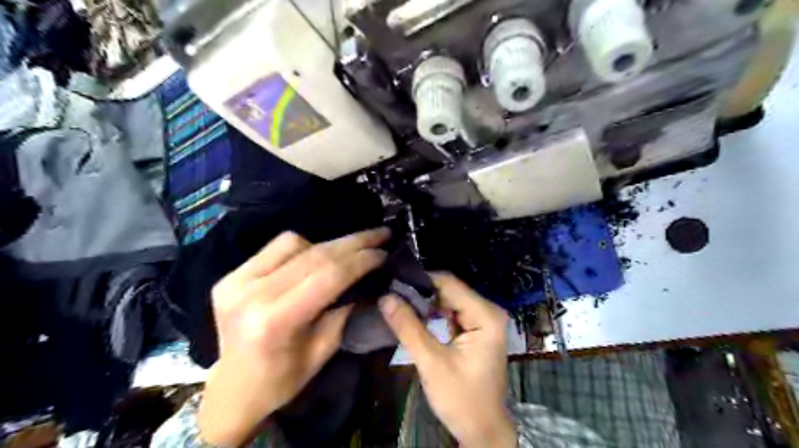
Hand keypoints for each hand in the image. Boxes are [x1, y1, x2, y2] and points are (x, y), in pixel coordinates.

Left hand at [198, 229, 388, 445]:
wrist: (233, 388)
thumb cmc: (282, 379)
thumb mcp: (324, 349)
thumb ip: (344, 309)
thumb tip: (367, 278)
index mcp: (276, 321)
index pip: (329, 276)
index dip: (361, 260)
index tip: (384, 252)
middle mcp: (252, 293)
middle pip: (315, 254)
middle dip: (354, 242)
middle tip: (380, 235)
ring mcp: (237, 280)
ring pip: (294, 243)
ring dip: (327, 246)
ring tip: (345, 255)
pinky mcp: (231, 275)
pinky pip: (276, 247)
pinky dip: (302, 248)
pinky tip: (314, 258)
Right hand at [379, 273, 513, 447]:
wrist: (482, 430)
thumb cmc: (461, 398)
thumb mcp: (431, 362)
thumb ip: (408, 327)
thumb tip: (385, 296)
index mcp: (486, 315)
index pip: (449, 283)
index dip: (420, 281)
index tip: (393, 283)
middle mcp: (488, 311)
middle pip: (449, 290)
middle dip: (421, 293)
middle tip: (391, 294)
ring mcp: (483, 320)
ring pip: (448, 300)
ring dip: (425, 303)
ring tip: (397, 302)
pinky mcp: (476, 329)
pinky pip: (451, 313)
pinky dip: (432, 314)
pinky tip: (413, 315)